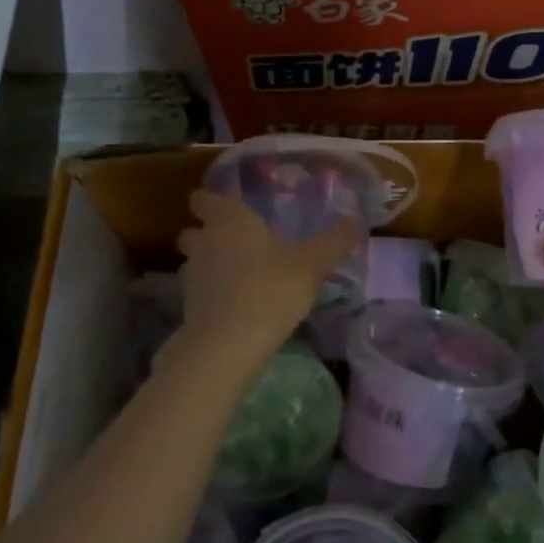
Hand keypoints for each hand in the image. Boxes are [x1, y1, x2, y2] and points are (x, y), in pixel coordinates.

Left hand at [174, 190, 362, 357]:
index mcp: (229, 220)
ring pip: (196, 262)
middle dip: (209, 234)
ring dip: (211, 266)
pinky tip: (237, 305)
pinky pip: (200, 292)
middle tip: (239, 243)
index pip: (205, 198)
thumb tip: (356, 219)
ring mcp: (191, 276)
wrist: (228, 344)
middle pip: (194, 230)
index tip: (232, 207)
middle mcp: (204, 242)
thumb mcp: (312, 264)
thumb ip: (334, 241)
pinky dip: (213, 294)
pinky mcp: (188, 308)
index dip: (214, 201)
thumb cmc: (271, 289)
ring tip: (241, 276)